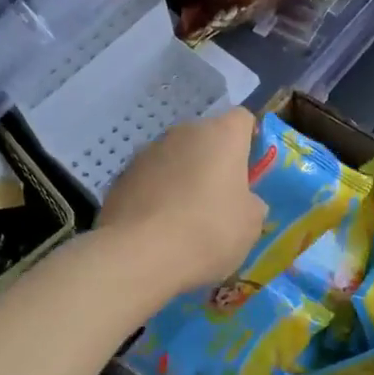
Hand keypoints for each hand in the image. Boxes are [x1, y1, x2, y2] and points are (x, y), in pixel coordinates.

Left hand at [99, 108, 267, 297]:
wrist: (140, 255)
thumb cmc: (209, 231)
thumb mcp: (251, 223)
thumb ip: (251, 202)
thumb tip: (243, 201)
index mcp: (222, 135)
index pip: (242, 119)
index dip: (249, 141)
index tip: (249, 171)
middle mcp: (183, 133)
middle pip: (206, 138)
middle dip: (213, 162)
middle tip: (219, 200)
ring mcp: (147, 152)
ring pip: (175, 158)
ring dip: (182, 177)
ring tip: (185, 219)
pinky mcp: (122, 176)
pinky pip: (149, 180)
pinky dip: (156, 195)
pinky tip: (158, 228)